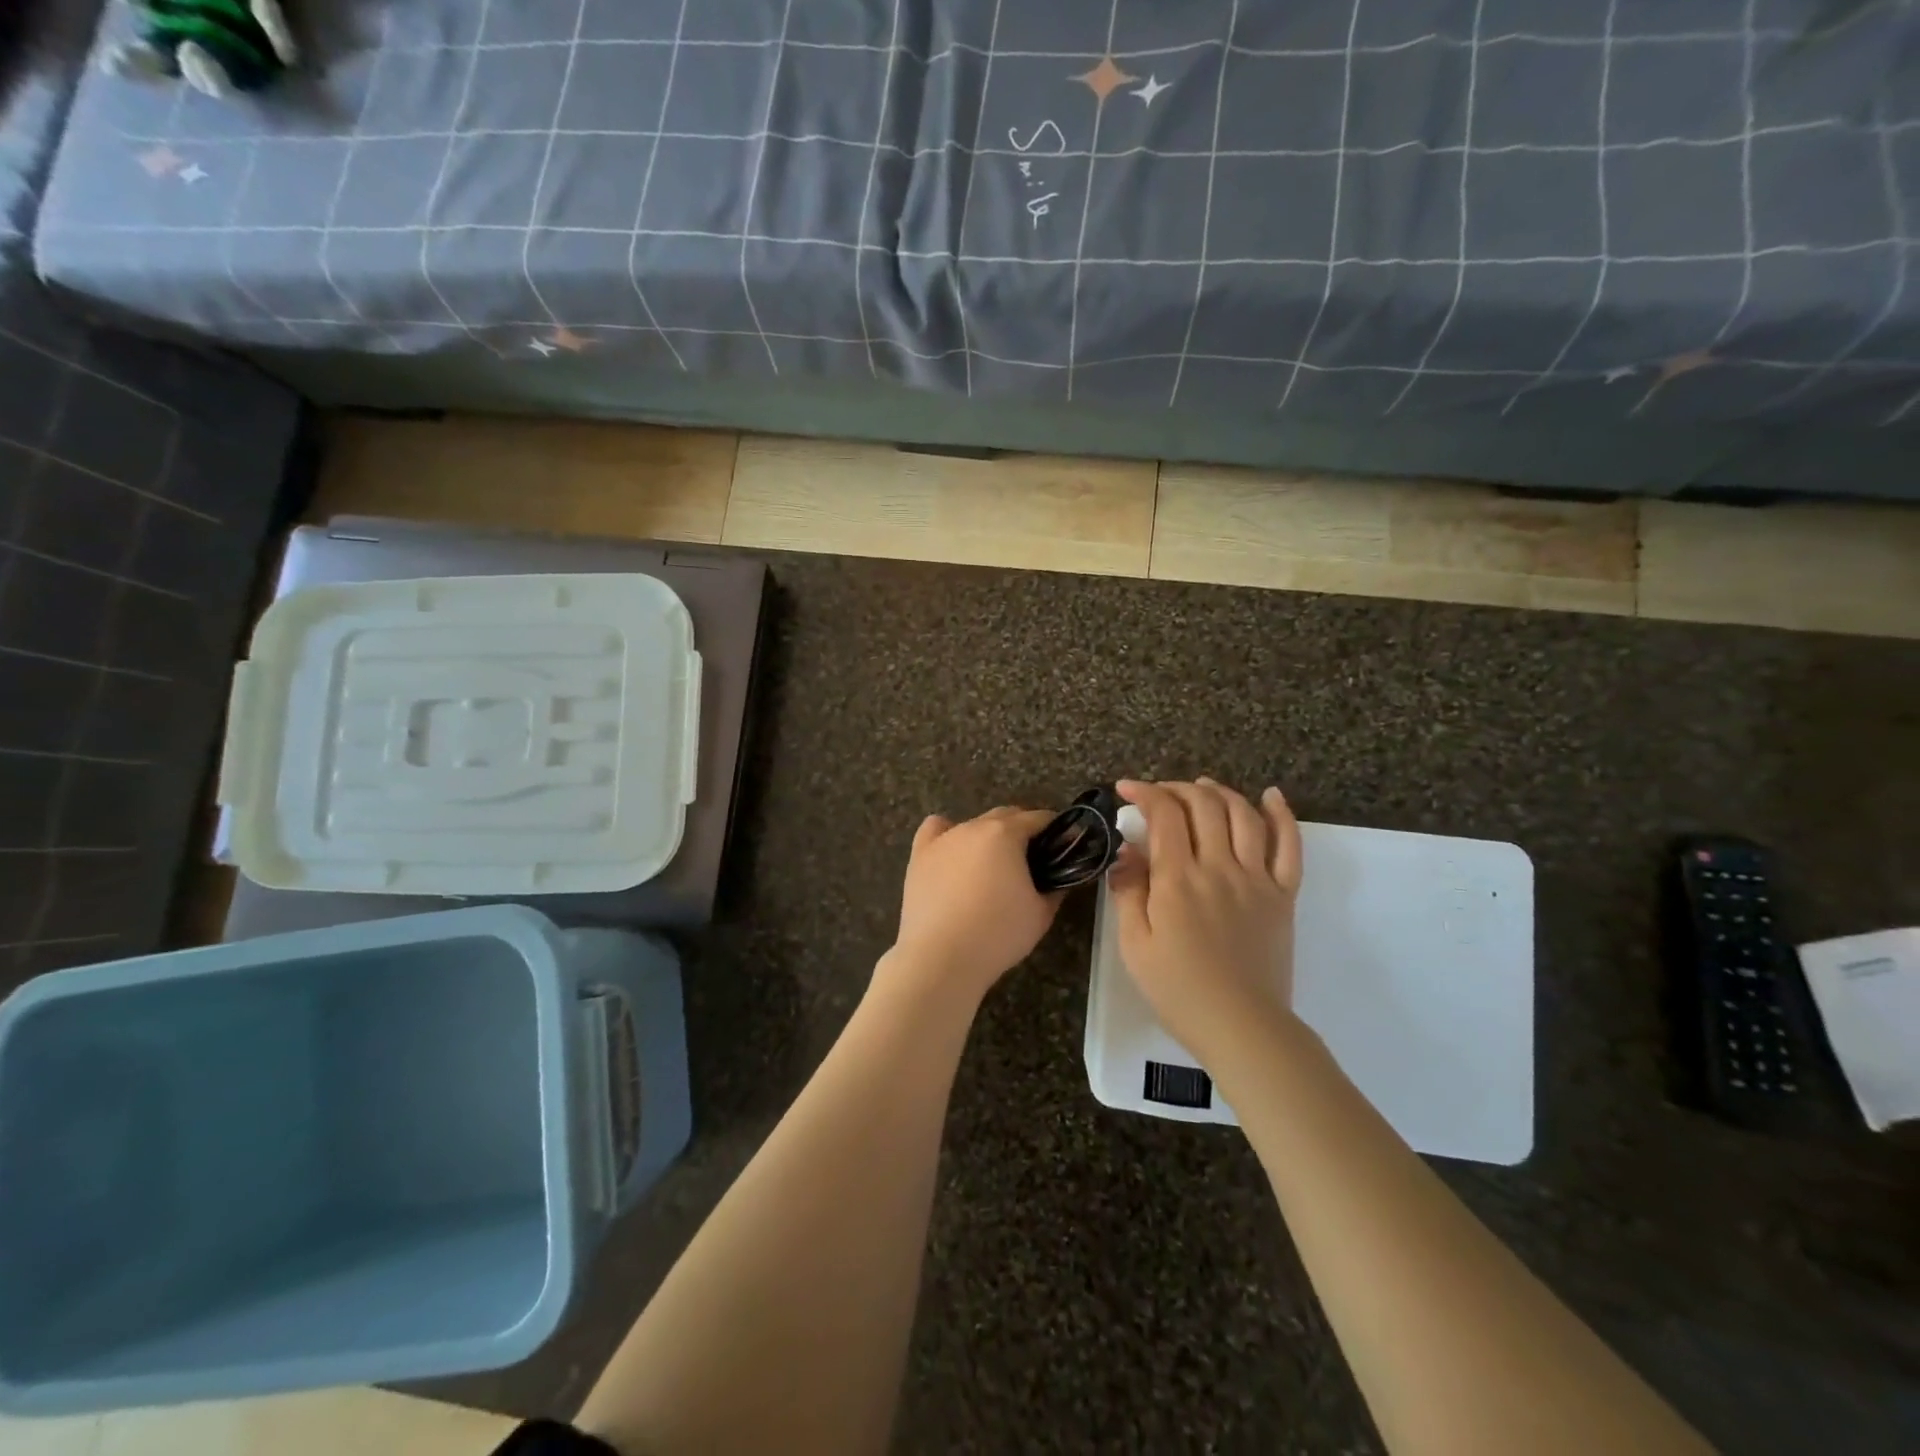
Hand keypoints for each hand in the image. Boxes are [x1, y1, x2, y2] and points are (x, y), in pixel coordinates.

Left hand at [884, 807, 1061, 1004]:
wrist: (941, 957)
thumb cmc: (998, 934)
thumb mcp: (1041, 914)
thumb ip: (1055, 889)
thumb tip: (1061, 879)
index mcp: (1005, 834)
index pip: (1037, 818)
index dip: (1055, 829)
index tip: (1064, 845)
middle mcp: (973, 827)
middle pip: (1005, 816)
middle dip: (1022, 829)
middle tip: (1033, 859)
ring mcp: (943, 839)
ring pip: (972, 825)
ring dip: (988, 836)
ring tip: (993, 865)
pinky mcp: (919, 855)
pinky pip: (935, 830)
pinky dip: (947, 834)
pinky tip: (953, 852)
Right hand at [1108, 778, 1303, 1062]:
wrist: (1242, 1027)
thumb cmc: (1178, 990)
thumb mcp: (1134, 945)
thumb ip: (1128, 892)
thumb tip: (1126, 851)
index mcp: (1178, 879)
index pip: (1164, 814)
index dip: (1144, 792)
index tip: (1126, 789)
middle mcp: (1219, 867)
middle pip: (1203, 806)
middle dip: (1177, 789)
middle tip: (1159, 794)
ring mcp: (1256, 878)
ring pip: (1243, 815)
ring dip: (1220, 792)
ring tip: (1202, 788)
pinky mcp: (1283, 895)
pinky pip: (1290, 846)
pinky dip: (1282, 815)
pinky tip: (1271, 796)